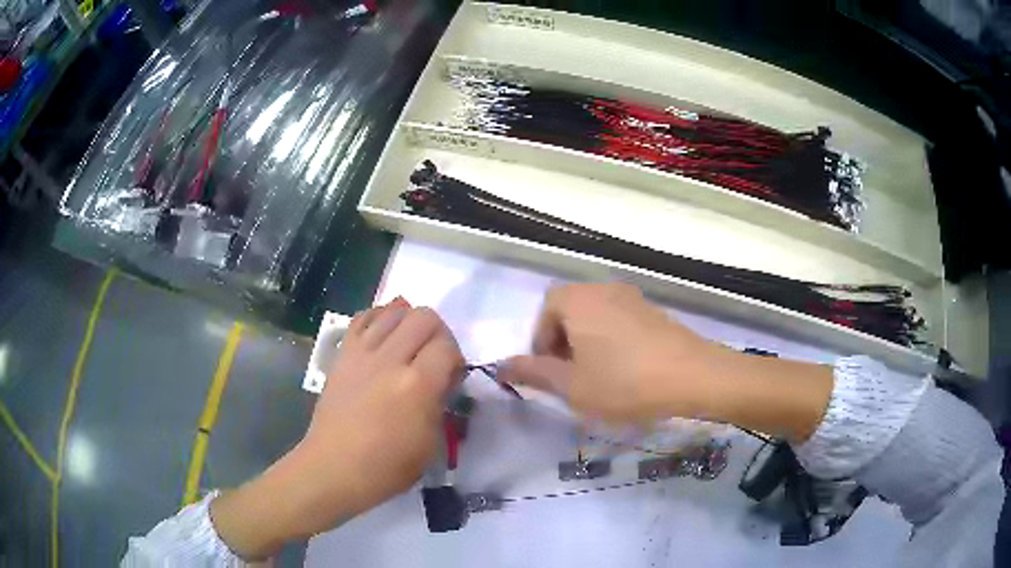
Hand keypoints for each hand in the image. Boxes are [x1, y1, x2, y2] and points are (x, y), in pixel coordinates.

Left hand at [211, 300, 463, 558]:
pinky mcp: (343, 353)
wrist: (335, 466)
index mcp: (417, 385)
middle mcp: (390, 360)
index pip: (447, 347)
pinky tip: (384, 335)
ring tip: (409, 345)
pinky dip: (380, 318)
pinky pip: (364, 317)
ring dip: (410, 322)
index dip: (456, 359)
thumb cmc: (387, 466)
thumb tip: (441, 380)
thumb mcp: (430, 443)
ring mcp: (362, 353)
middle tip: (434, 357)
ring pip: (395, 311)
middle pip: (424, 317)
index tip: (451, 378)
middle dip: (438, 333)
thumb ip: (440, 403)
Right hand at [498, 284, 719, 421]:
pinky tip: (625, 370)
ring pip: (595, 317)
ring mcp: (632, 298)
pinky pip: (619, 321)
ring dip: (587, 343)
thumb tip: (502, 365)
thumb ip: (534, 373)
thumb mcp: (572, 386)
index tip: (551, 373)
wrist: (692, 376)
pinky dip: (612, 341)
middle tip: (571, 377)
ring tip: (598, 377)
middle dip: (563, 343)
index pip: (545, 311)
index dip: (541, 343)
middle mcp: (604, 289)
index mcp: (578, 300)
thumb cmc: (624, 382)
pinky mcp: (653, 311)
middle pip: (570, 311)